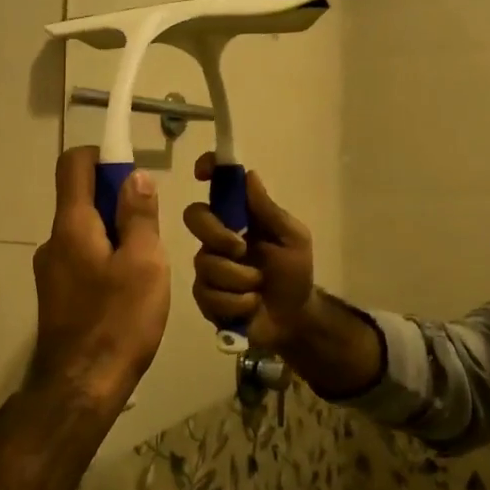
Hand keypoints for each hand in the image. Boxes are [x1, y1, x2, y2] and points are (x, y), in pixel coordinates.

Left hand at [29, 147, 170, 416]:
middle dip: (118, 203)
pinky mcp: (57, 296)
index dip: (102, 156)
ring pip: (86, 233)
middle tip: (152, 233)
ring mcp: (51, 271)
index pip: (73, 164)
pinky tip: (129, 293)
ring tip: (146, 270)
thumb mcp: (144, 263)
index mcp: (71, 224)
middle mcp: (53, 241)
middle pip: (82, 199)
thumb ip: (139, 215)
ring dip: (116, 236)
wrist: (81, 388)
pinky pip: (83, 261)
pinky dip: (106, 261)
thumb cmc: (119, 321)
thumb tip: (134, 176)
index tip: (132, 173)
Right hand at [183, 152, 316, 351]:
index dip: (207, 171)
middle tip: (241, 249)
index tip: (202, 172)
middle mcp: (217, 237)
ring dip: (239, 278)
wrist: (294, 318)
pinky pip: (209, 294)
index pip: (217, 186)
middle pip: (195, 217)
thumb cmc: (294, 272)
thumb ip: (269, 210)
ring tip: (258, 288)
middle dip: (217, 234)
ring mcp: (208, 266)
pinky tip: (250, 305)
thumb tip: (249, 174)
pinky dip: (237, 302)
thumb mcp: (292, 238)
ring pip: (205, 262)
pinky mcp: (205, 297)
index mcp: (238, 218)